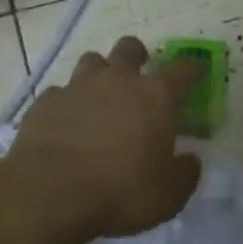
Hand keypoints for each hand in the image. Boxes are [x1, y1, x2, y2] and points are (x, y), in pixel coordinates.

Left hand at [9, 36, 205, 240]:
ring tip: (99, 94)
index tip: (198, 71)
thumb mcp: (169, 194)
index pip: (183, 70)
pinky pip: (58, 92)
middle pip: (129, 48)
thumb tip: (190, 160)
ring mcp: (77, 88)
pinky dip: (66, 102)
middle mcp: (117, 81)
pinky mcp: (44, 104)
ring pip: (91, 61)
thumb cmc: (121, 191)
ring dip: (99, 72)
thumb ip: (185, 173)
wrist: (50, 194)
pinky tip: (65, 122)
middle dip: (137, 55)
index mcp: (155, 96)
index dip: (193, 68)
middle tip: (138, 72)